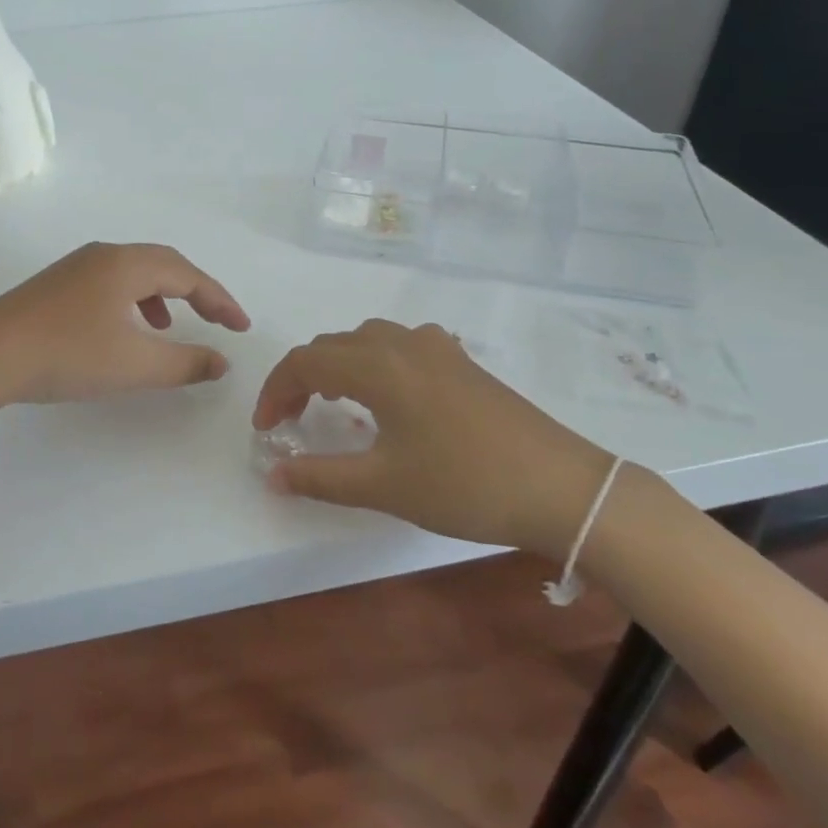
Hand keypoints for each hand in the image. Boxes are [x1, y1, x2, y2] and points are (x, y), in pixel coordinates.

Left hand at [0, 242, 250, 419]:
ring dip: (162, 296)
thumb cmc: (66, 356)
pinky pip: (110, 282)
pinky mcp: (57, 284)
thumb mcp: (134, 365)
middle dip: (195, 292)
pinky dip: (132, 302)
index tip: (241, 327)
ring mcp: (76, 266)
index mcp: (127, 264)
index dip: (220, 300)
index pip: (188, 275)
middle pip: (163, 264)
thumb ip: (184, 363)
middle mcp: (104, 254)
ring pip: (134, 272)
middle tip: (217, 320)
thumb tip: (221, 361)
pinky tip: (124, 331)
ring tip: (169, 330)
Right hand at [254, 319, 614, 558]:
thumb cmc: (464, 485)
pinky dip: (374, 363)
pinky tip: (388, 396)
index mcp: (377, 364)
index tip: (266, 430)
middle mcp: (401, 342)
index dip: (275, 392)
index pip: (304, 362)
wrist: (561, 487)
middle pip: (332, 346)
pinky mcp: (460, 360)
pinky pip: (399, 346)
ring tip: (333, 405)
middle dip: (302, 379)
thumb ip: (320, 477)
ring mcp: (436, 346)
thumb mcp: (384, 486)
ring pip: (366, 340)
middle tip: (291, 421)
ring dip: (337, 366)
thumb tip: (272, 474)